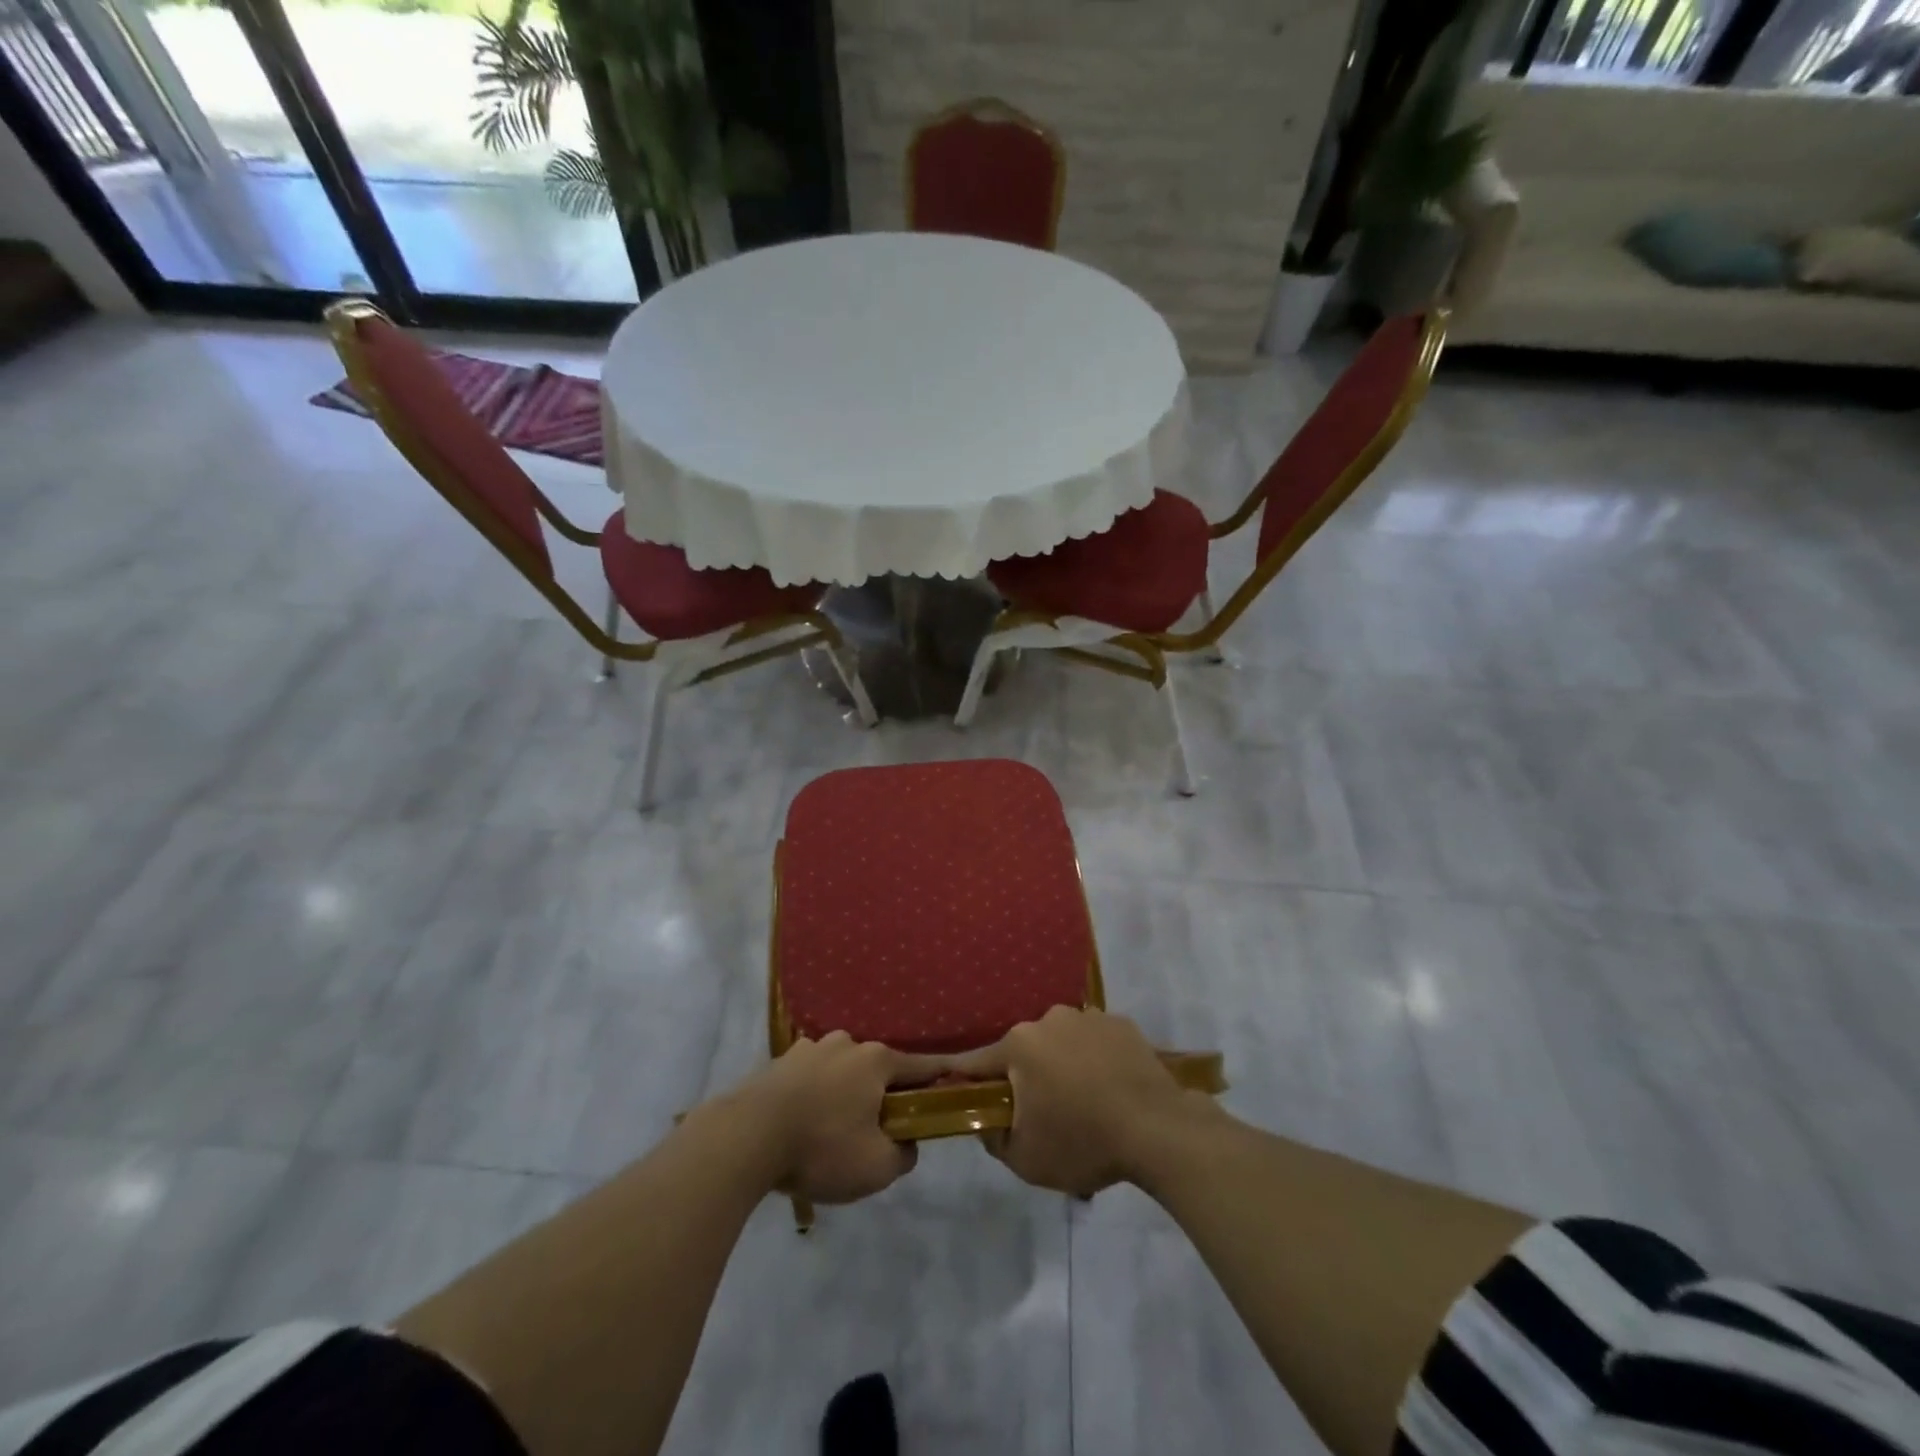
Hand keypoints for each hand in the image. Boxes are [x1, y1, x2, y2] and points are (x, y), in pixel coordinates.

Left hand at [724, 1033, 942, 1205]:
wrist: (745, 1138)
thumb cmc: (821, 1147)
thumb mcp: (877, 1167)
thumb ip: (904, 1154)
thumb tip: (906, 1142)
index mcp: (876, 1060)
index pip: (921, 1067)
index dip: (939, 1079)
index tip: (952, 1087)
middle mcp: (847, 1043)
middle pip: (878, 1070)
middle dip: (883, 1095)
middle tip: (878, 1131)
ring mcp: (810, 1048)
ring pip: (842, 1072)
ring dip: (845, 1094)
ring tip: (833, 1132)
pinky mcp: (779, 1062)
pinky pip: (810, 1079)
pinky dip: (815, 1097)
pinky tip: (803, 1125)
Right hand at [948, 1006, 1217, 1197]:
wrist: (1158, 1130)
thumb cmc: (1083, 1142)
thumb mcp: (1025, 1159)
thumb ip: (993, 1136)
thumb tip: (987, 1119)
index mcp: (1020, 1045)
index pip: (978, 1062)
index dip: (965, 1078)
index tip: (960, 1087)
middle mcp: (1050, 1019)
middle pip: (1025, 1050)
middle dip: (1027, 1076)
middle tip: (1043, 1112)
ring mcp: (1088, 1017)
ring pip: (1062, 1042)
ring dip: (1063, 1064)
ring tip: (1084, 1101)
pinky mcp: (1121, 1023)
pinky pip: (1095, 1041)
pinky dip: (1096, 1059)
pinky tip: (1110, 1088)